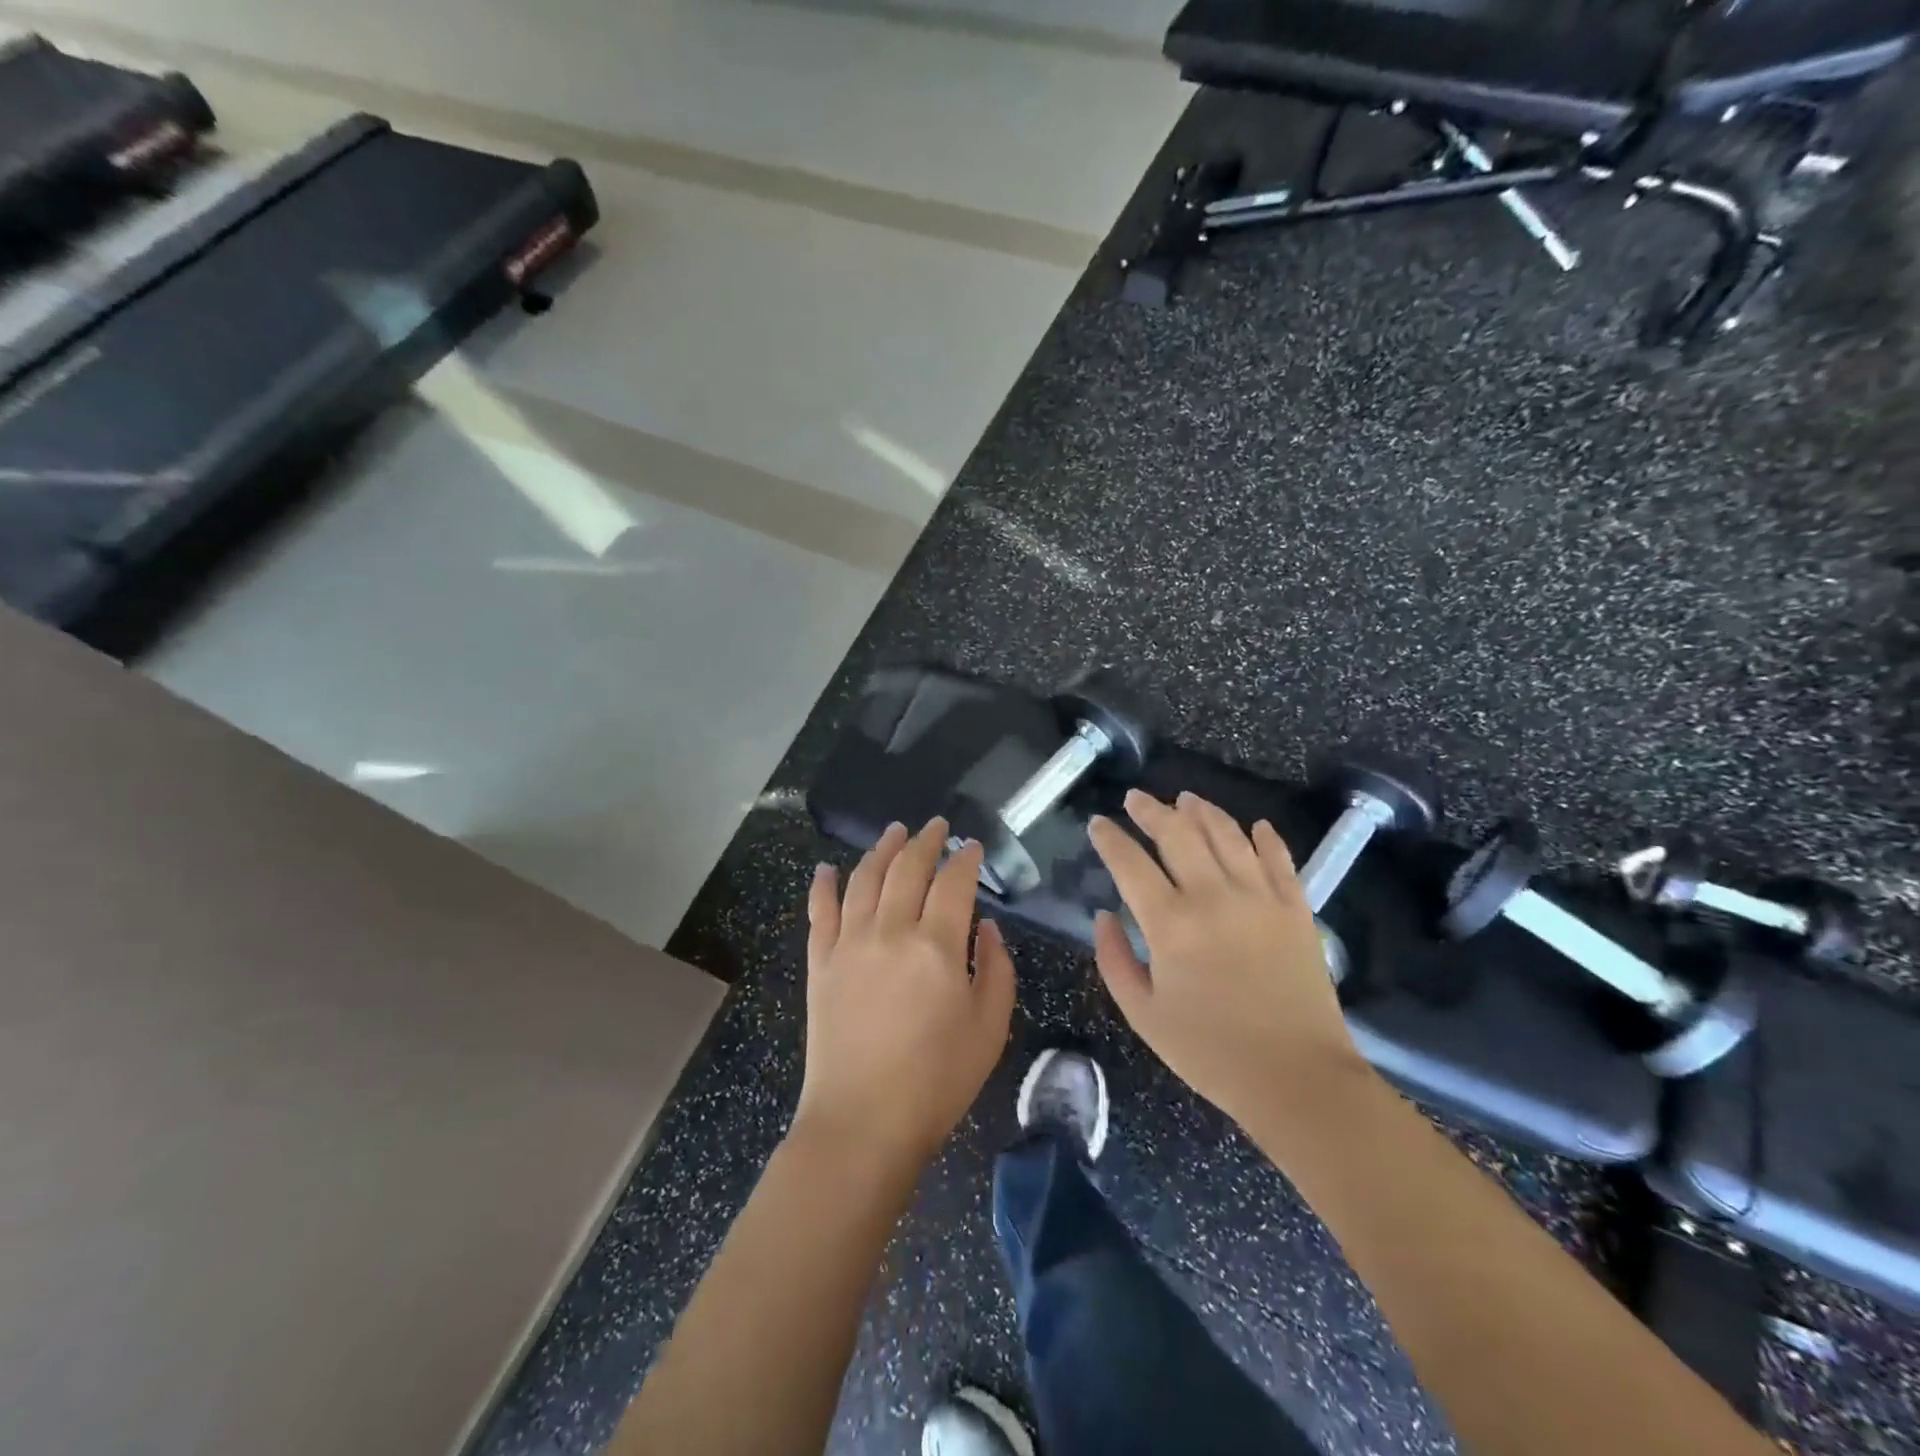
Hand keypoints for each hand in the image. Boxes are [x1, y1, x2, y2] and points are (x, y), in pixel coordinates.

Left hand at [794, 819, 1016, 1169]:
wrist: (862, 1122)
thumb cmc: (937, 1080)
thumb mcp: (990, 1028)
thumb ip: (997, 968)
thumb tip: (987, 927)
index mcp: (938, 945)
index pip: (953, 882)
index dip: (965, 859)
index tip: (972, 846)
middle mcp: (891, 930)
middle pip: (908, 868)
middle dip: (925, 841)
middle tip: (936, 825)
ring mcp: (850, 943)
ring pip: (865, 878)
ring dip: (881, 849)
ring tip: (894, 831)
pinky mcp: (821, 962)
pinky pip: (820, 912)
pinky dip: (823, 885)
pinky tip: (826, 868)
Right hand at [1088, 790, 1364, 1122]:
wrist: (1296, 1079)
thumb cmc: (1210, 1053)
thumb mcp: (1143, 1015)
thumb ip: (1113, 960)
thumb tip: (1104, 915)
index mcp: (1171, 924)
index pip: (1130, 863)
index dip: (1110, 838)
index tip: (1097, 823)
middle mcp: (1214, 897)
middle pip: (1178, 834)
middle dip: (1151, 810)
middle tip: (1136, 798)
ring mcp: (1260, 898)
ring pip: (1227, 835)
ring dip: (1202, 811)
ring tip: (1185, 799)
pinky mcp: (1296, 908)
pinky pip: (1279, 858)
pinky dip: (1264, 837)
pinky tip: (1253, 826)